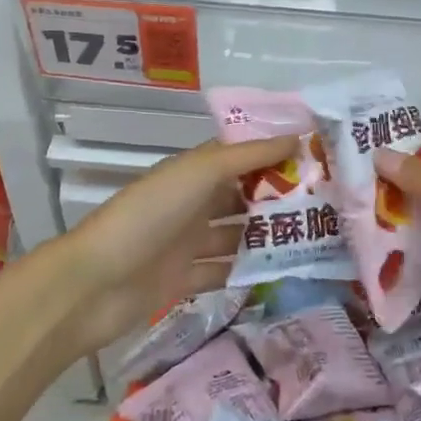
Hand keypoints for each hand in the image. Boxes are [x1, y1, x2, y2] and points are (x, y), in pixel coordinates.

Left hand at [49, 134, 297, 358]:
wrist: (93, 284)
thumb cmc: (148, 215)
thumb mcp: (198, 173)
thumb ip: (248, 156)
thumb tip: (297, 136)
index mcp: (193, 171)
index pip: (241, 155)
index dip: (275, 154)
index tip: (318, 158)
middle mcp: (192, 203)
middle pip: (242, 196)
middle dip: (279, 198)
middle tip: (327, 204)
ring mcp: (187, 243)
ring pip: (237, 236)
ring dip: (267, 237)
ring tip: (315, 240)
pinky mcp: (184, 281)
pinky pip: (224, 273)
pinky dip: (247, 273)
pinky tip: (283, 275)